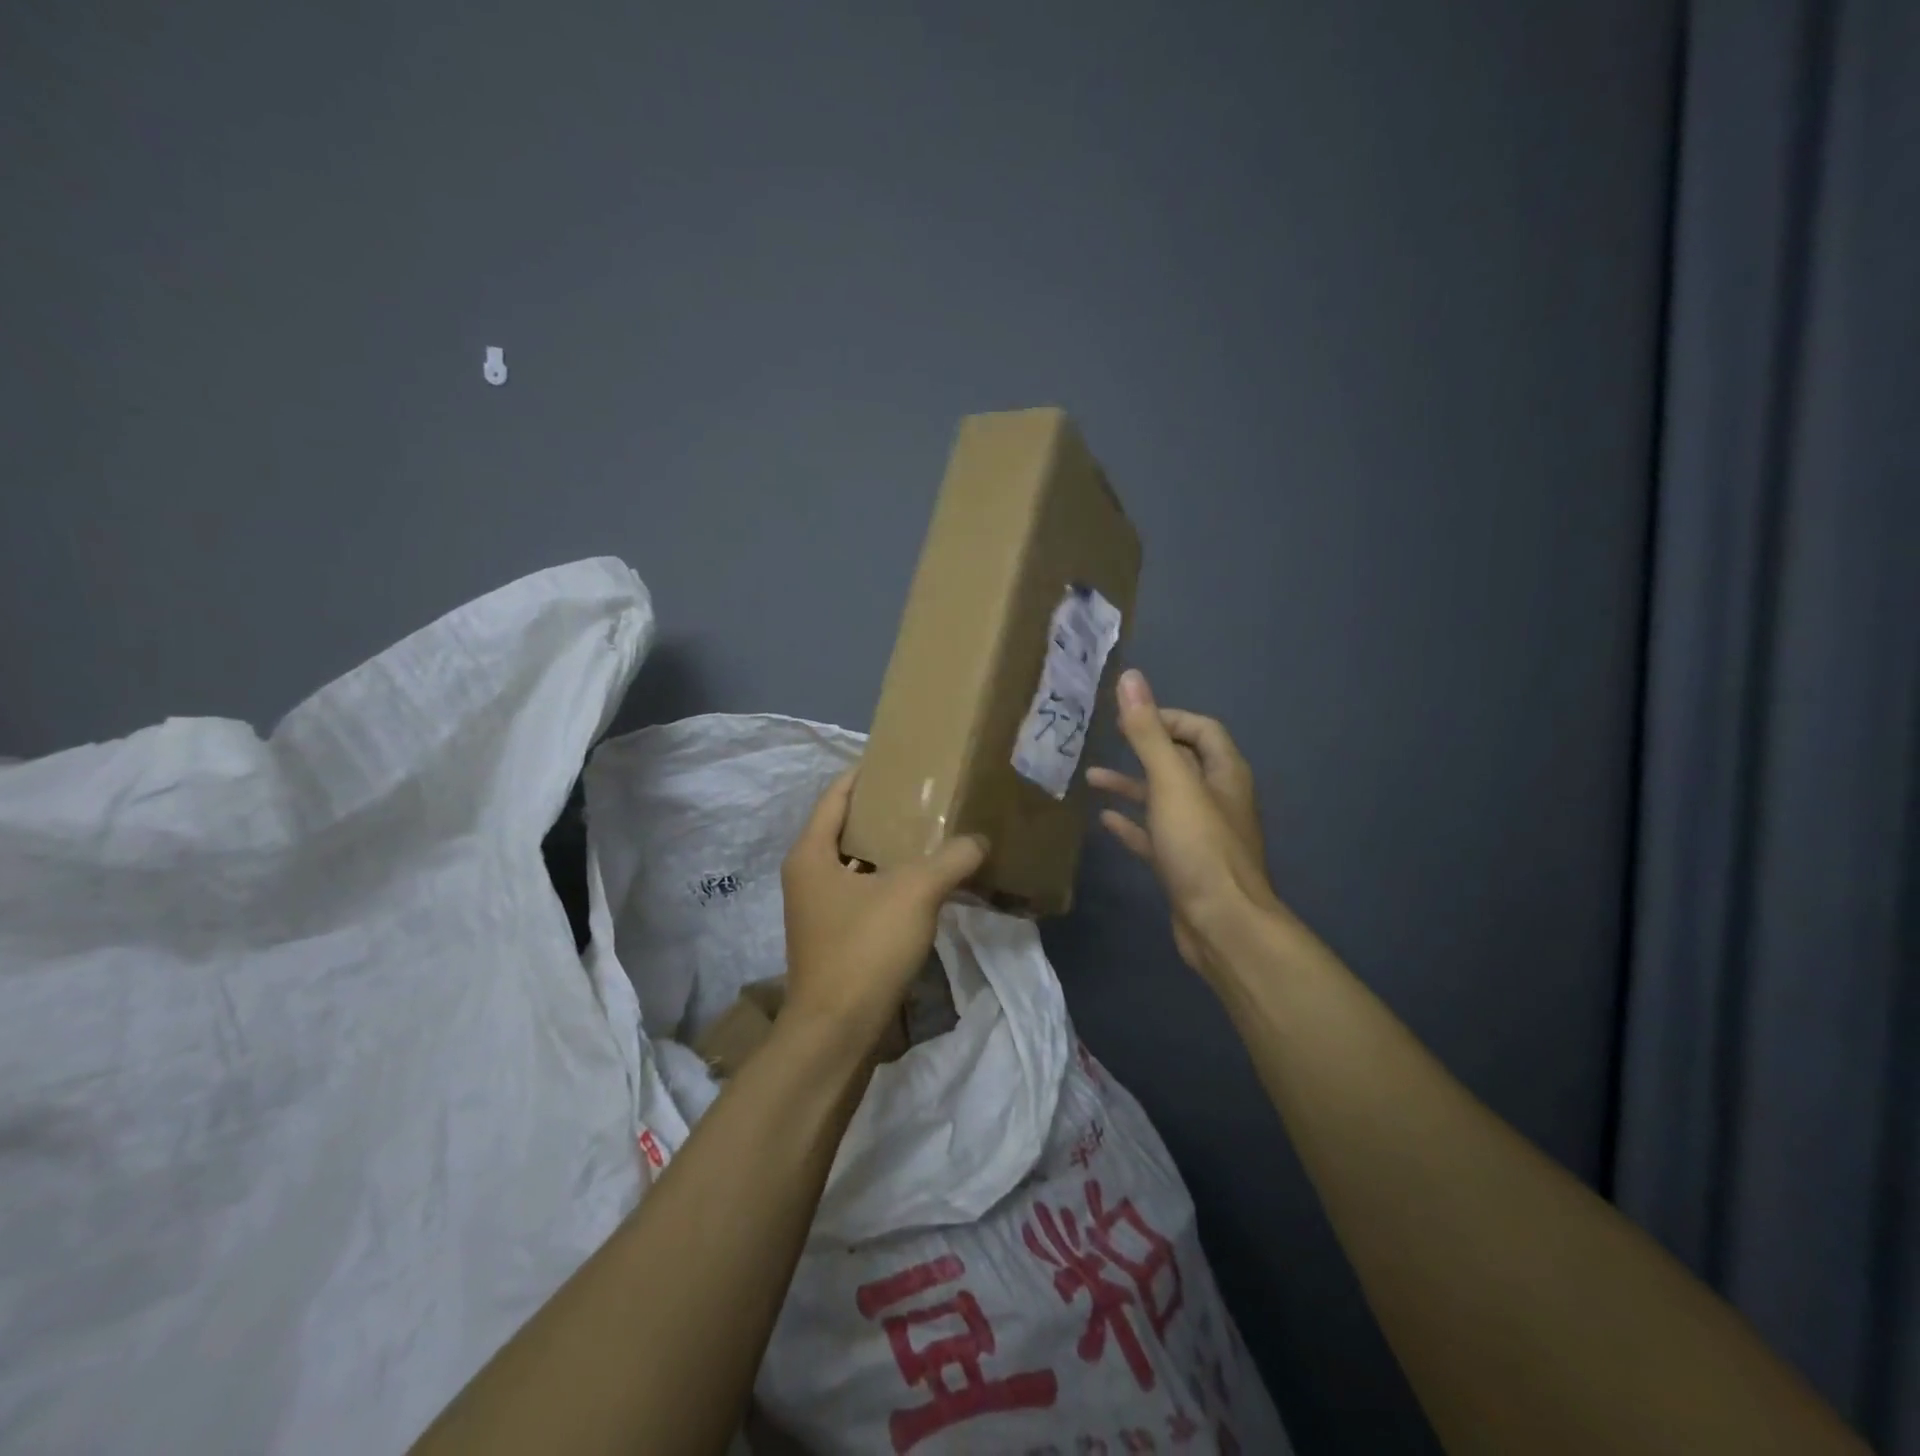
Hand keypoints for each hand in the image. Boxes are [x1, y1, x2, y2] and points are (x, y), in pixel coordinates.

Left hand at [780, 769, 987, 1047]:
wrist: (837, 1031)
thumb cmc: (865, 948)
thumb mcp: (915, 892)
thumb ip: (951, 858)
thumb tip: (980, 840)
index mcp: (810, 853)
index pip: (836, 795)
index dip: (865, 774)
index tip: (898, 761)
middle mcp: (807, 875)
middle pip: (845, 829)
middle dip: (883, 812)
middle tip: (925, 796)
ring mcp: (818, 910)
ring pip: (856, 864)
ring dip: (889, 850)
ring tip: (931, 833)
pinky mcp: (834, 938)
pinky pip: (863, 894)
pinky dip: (889, 882)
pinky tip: (924, 883)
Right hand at [1088, 670, 1283, 977]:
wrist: (1221, 925)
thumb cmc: (1200, 846)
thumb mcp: (1171, 782)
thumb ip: (1149, 732)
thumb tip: (1131, 678)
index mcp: (1224, 774)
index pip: (1202, 730)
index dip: (1169, 717)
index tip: (1131, 718)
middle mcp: (1216, 799)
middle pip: (1181, 762)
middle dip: (1146, 748)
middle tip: (1108, 739)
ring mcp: (1200, 835)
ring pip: (1164, 799)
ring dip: (1131, 785)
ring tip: (1091, 777)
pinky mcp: (1184, 865)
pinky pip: (1154, 834)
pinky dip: (1131, 823)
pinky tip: (1104, 820)